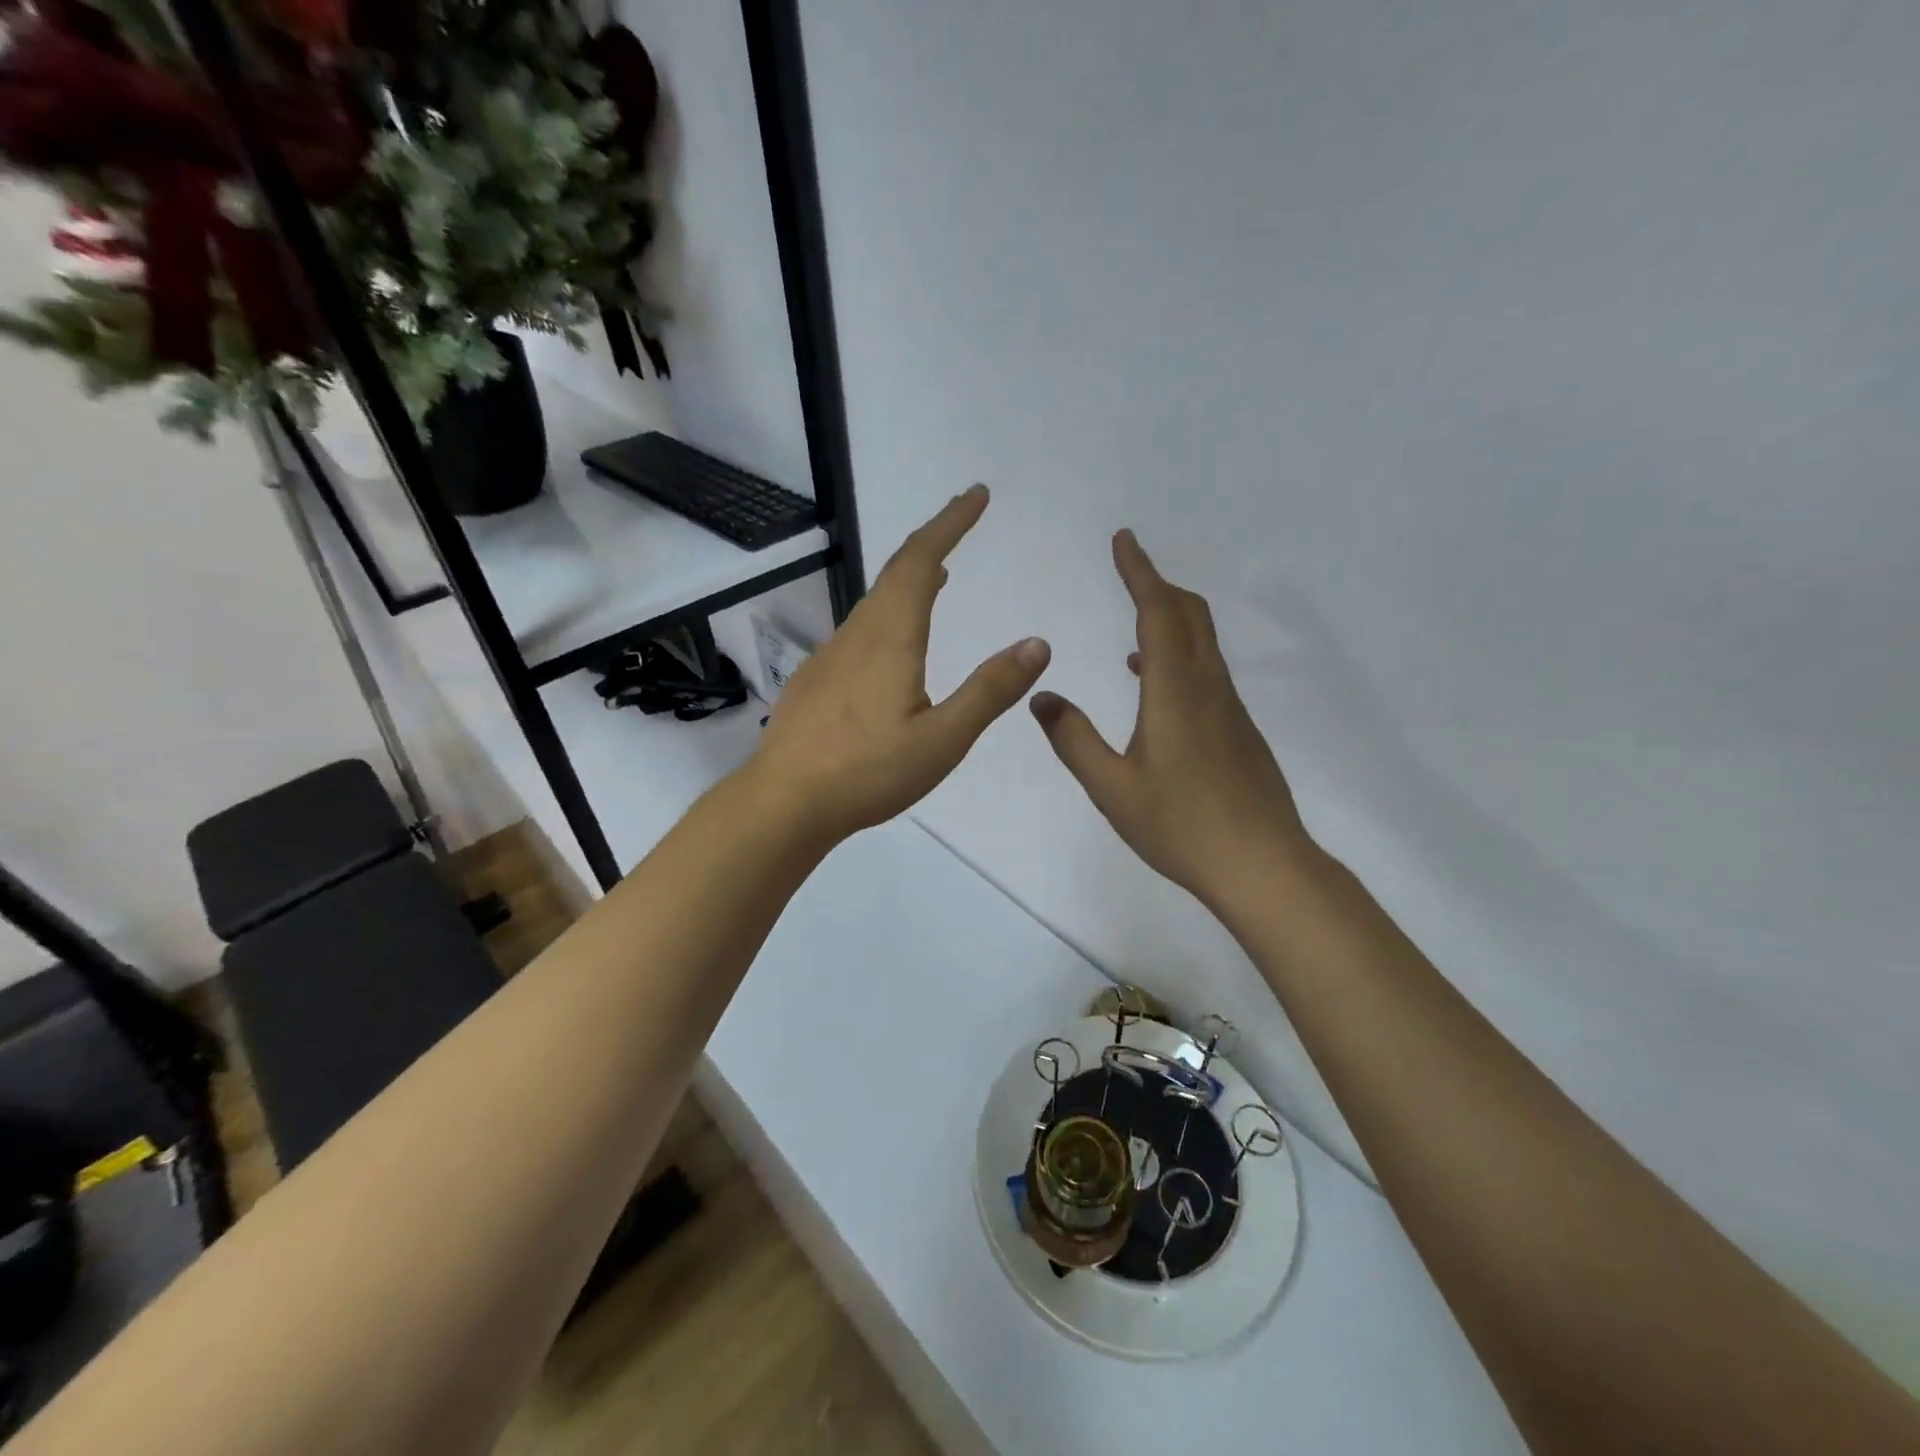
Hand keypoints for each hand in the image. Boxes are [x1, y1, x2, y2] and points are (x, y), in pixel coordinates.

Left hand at [748, 485, 1051, 844]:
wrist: (784, 802)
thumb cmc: (868, 772)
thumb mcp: (943, 739)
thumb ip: (990, 691)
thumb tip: (1038, 643)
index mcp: (891, 638)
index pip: (921, 562)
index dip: (949, 523)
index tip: (975, 495)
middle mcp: (857, 635)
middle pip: (895, 572)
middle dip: (932, 539)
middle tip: (961, 520)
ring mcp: (830, 656)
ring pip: (875, 602)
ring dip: (909, 578)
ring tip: (939, 576)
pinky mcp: (816, 681)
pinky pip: (859, 630)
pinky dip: (888, 613)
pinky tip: (893, 644)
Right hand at [1029, 530, 1314, 906]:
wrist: (1263, 866)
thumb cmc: (1181, 826)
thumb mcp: (1112, 787)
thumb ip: (1072, 739)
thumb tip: (1041, 696)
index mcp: (1175, 691)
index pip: (1158, 613)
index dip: (1140, 572)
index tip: (1124, 539)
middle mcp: (1208, 687)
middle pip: (1190, 615)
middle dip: (1159, 585)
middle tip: (1130, 569)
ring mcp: (1230, 709)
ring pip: (1203, 643)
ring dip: (1172, 618)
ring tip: (1136, 621)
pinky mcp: (1239, 731)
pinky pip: (1208, 671)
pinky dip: (1180, 654)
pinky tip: (1153, 684)